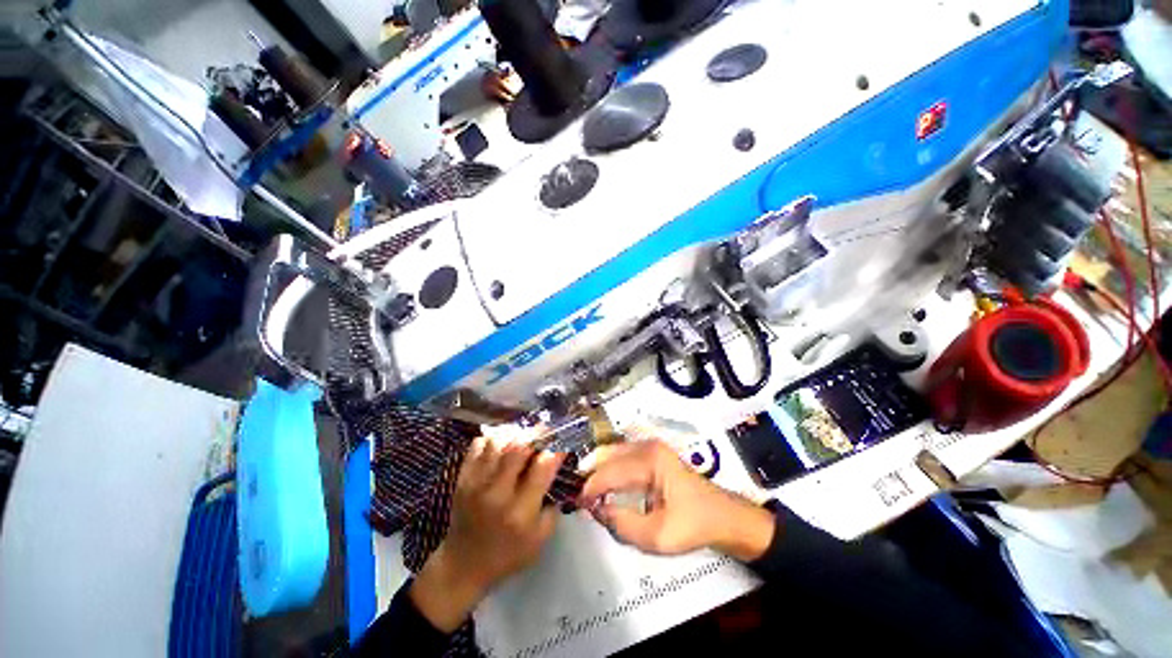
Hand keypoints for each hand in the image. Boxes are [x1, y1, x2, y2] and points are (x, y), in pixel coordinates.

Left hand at [410, 438, 565, 631]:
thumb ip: (553, 508)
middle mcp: (498, 493)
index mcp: (520, 511)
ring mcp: (476, 484)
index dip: (555, 451)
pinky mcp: (462, 479)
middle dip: (536, 435)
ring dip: (514, 434)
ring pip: (497, 442)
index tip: (562, 445)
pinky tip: (502, 443)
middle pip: (518, 448)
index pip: (542, 467)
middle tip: (545, 431)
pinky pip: (478, 446)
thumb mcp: (539, 540)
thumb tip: (558, 475)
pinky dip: (493, 439)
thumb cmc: (507, 555)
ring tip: (524, 435)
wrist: (463, 565)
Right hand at [579, 440, 774, 559]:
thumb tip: (595, 510)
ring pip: (610, 452)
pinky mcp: (649, 452)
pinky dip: (607, 470)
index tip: (575, 505)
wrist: (721, 516)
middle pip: (606, 454)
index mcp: (651, 461)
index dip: (590, 488)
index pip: (610, 471)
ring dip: (597, 471)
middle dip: (589, 475)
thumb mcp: (658, 537)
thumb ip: (622, 525)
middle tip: (578, 499)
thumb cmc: (693, 525)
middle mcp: (646, 446)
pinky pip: (619, 456)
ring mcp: (648, 446)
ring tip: (588, 495)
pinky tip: (603, 488)